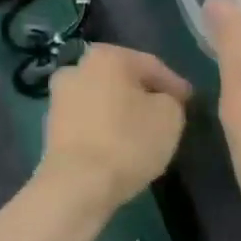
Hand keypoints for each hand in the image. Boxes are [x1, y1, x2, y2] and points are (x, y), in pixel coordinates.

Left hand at [38, 43, 190, 215]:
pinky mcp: (51, 126)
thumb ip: (171, 100)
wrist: (77, 184)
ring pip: (103, 100)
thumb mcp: (170, 116)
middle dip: (144, 95)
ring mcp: (59, 97)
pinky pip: (89, 121)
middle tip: (167, 114)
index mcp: (106, 56)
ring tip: (143, 133)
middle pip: (123, 80)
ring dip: (122, 112)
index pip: (151, 65)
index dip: (174, 85)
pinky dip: (105, 128)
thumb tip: (161, 101)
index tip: (189, 102)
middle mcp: (77, 67)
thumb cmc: (127, 142)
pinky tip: (119, 145)